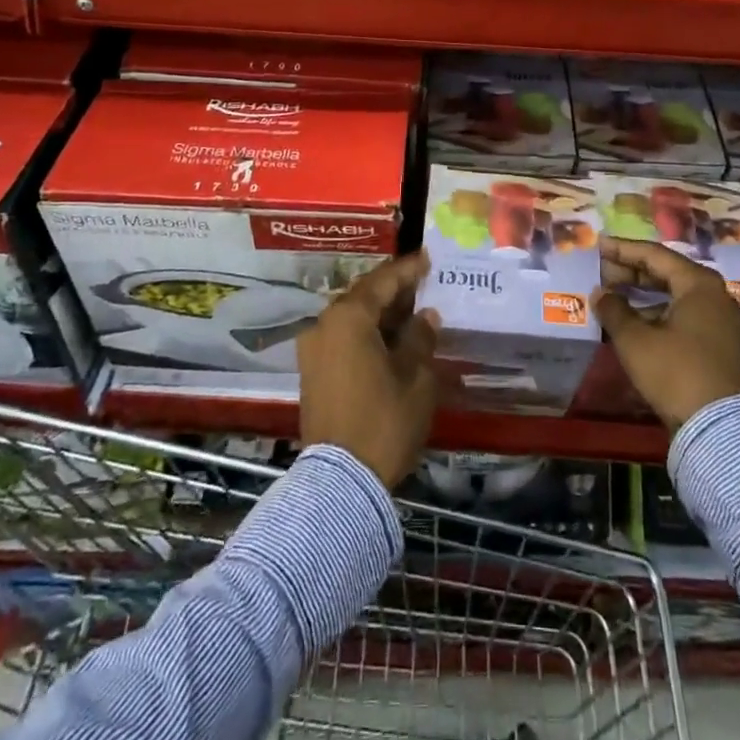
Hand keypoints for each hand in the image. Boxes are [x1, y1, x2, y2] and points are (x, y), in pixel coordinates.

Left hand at [298, 251, 439, 487]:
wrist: (341, 481)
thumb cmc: (384, 421)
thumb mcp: (415, 378)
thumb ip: (420, 338)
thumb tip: (425, 316)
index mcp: (349, 317)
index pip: (383, 281)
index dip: (408, 269)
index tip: (428, 257)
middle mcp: (324, 324)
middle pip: (364, 296)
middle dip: (394, 290)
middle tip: (423, 283)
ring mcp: (313, 349)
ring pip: (352, 317)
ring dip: (380, 313)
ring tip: (412, 310)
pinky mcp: (312, 372)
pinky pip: (343, 338)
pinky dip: (366, 332)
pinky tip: (391, 339)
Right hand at [593, 239, 739, 432]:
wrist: (721, 430)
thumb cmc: (676, 372)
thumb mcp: (635, 340)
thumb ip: (614, 310)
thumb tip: (600, 293)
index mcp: (700, 284)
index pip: (655, 255)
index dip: (623, 250)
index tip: (599, 246)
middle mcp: (718, 296)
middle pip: (670, 274)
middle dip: (634, 273)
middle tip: (604, 273)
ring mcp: (725, 323)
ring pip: (679, 298)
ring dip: (646, 296)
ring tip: (616, 300)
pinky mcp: (724, 348)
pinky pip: (688, 318)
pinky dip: (662, 315)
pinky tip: (638, 326)